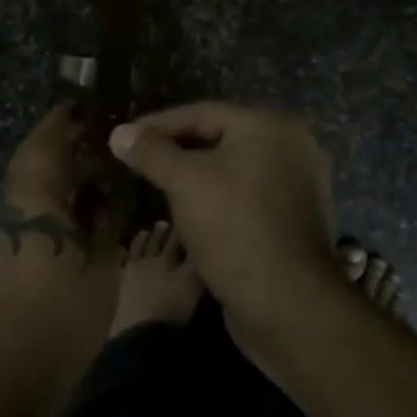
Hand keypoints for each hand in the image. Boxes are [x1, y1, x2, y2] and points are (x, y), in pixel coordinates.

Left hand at [0, 104, 118, 415]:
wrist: (18, 374)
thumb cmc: (69, 314)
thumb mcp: (103, 263)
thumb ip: (101, 219)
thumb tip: (97, 193)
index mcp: (33, 200)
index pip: (45, 142)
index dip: (62, 121)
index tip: (81, 108)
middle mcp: (4, 209)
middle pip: (26, 162)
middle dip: (53, 145)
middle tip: (83, 138)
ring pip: (17, 190)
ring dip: (44, 177)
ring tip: (76, 177)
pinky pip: (11, 218)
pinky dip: (34, 208)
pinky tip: (55, 222)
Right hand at [108, 102, 340, 364]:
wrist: (287, 302)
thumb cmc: (234, 226)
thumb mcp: (184, 181)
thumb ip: (151, 152)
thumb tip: (119, 133)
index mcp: (271, 125)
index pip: (201, 113)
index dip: (157, 125)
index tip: (123, 138)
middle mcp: (291, 147)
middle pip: (219, 138)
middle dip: (175, 150)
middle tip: (138, 160)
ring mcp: (297, 184)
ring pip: (231, 169)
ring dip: (194, 175)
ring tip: (158, 185)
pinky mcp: (293, 218)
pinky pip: (245, 194)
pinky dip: (217, 197)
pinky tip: (192, 211)